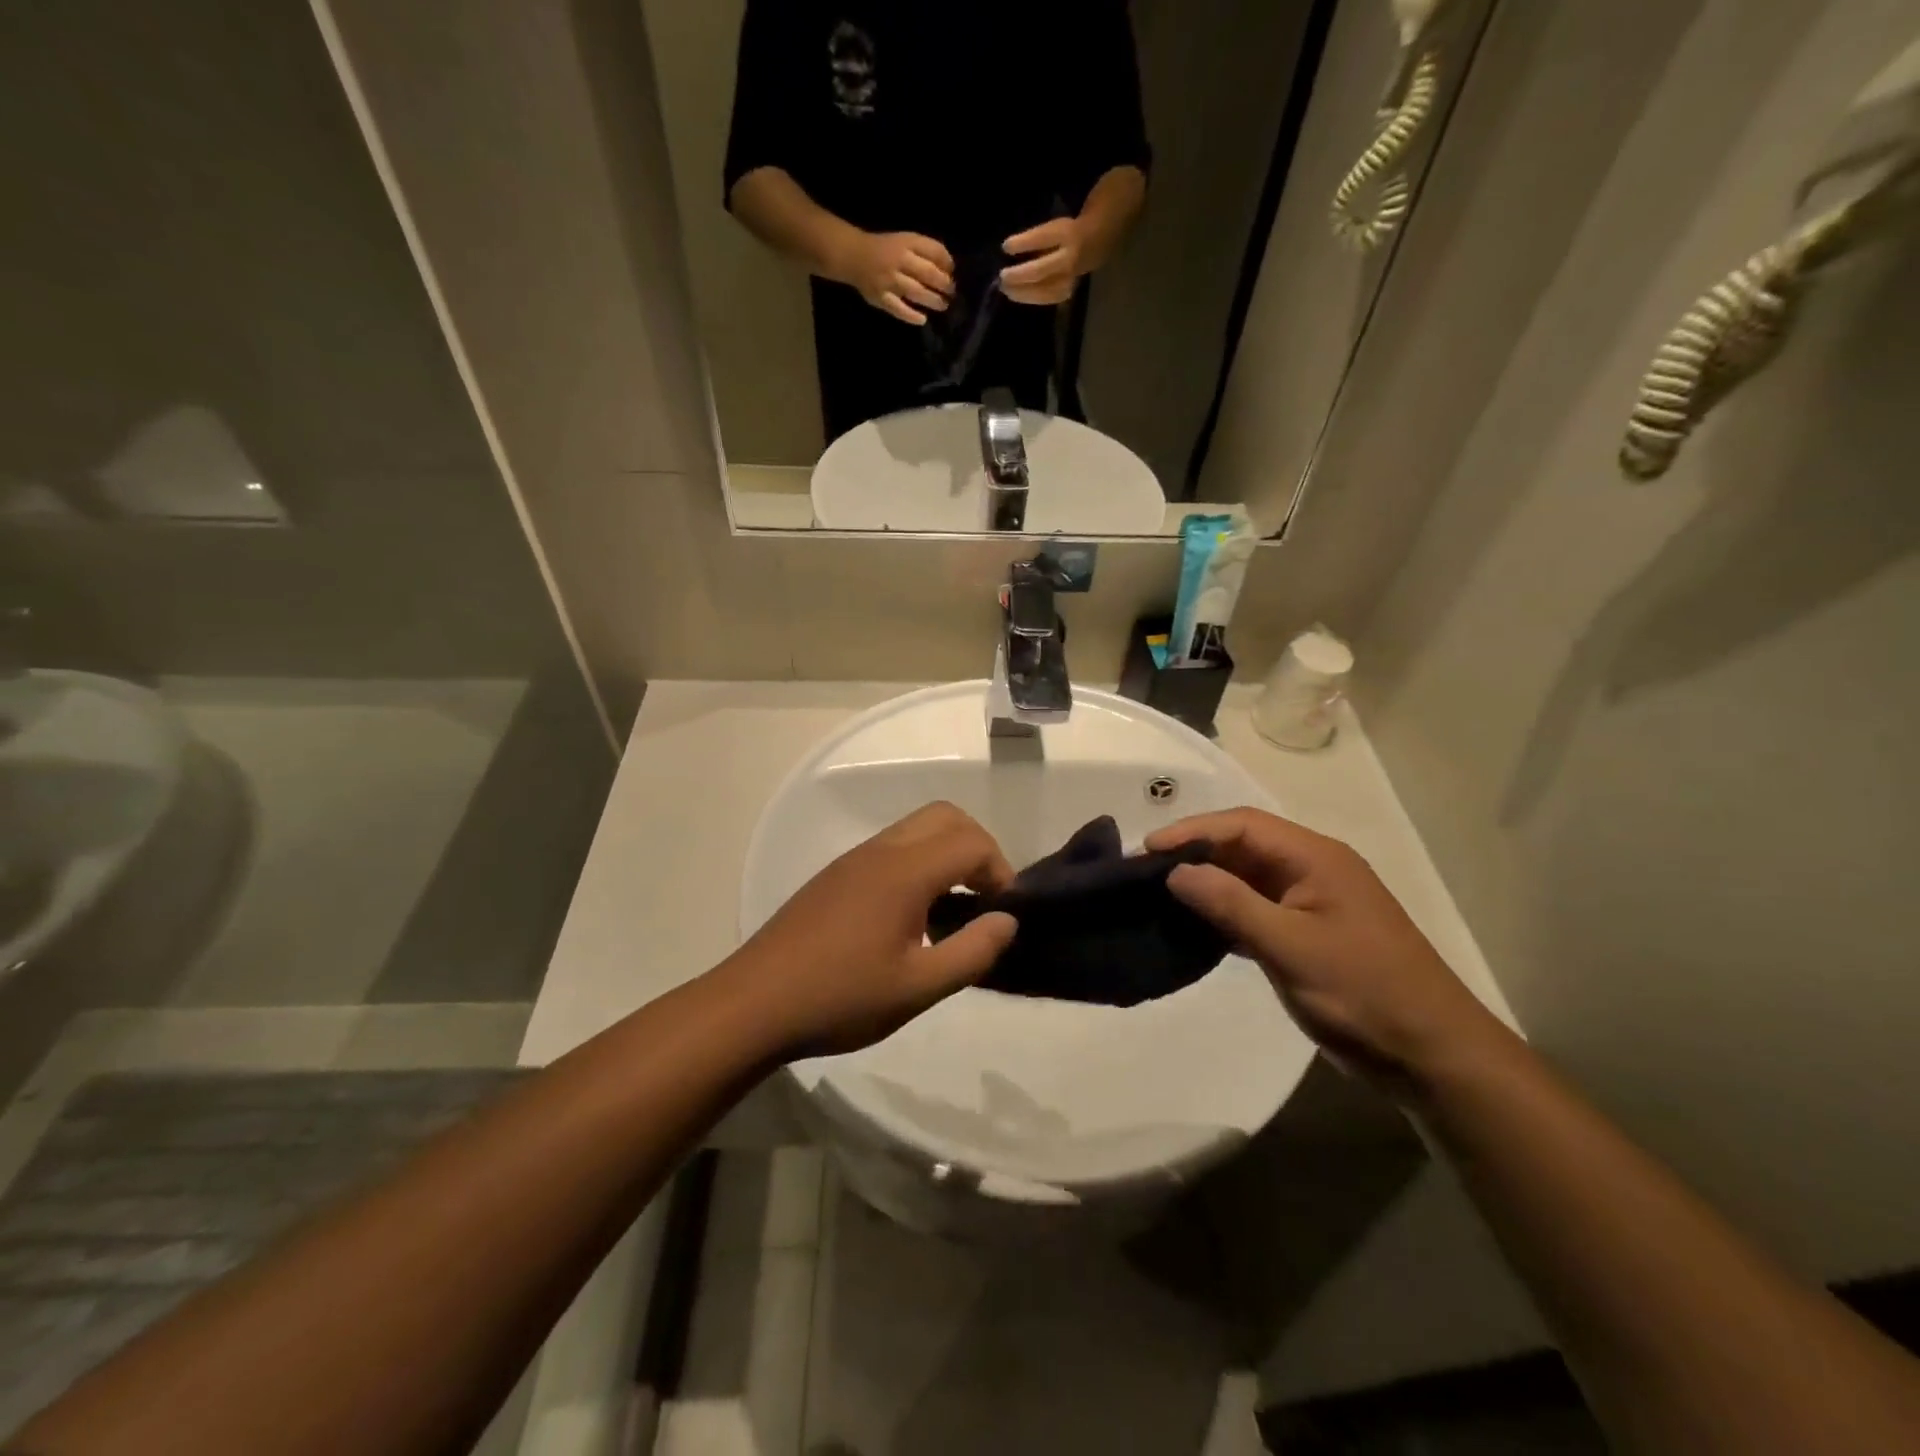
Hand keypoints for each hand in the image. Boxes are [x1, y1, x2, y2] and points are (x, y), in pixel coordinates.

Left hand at [718, 802, 1016, 1059]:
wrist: (754, 1003)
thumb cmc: (840, 998)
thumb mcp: (918, 988)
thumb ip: (972, 952)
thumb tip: (1007, 921)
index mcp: (904, 871)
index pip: (972, 841)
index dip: (1000, 871)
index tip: (1002, 913)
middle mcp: (880, 851)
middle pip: (945, 816)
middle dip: (977, 848)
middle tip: (984, 898)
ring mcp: (854, 859)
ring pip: (916, 828)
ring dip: (946, 853)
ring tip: (951, 910)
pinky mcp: (836, 874)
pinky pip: (892, 847)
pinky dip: (920, 862)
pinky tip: (912, 916)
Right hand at [840, 231, 953, 323]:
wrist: (855, 256)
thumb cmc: (886, 250)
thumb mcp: (906, 241)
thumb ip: (925, 252)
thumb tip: (950, 269)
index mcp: (907, 243)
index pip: (933, 251)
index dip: (947, 263)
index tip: (953, 273)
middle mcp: (899, 260)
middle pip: (927, 273)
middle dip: (943, 284)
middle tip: (952, 292)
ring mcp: (890, 280)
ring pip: (916, 291)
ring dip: (932, 300)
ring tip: (943, 305)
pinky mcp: (881, 298)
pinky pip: (899, 309)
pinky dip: (911, 315)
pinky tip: (922, 319)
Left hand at [1000, 217, 1087, 304]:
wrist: (1092, 246)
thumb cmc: (1063, 235)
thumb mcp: (1051, 228)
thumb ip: (1032, 240)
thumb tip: (1007, 251)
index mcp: (1064, 234)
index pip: (1041, 239)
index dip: (1022, 244)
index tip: (1005, 247)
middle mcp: (1068, 257)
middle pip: (1040, 270)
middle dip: (1019, 275)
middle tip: (1002, 277)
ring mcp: (1069, 278)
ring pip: (1042, 290)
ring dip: (1021, 291)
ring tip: (1005, 289)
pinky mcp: (1066, 293)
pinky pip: (1046, 298)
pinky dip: (1029, 297)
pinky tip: (1016, 295)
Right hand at [1147, 809, 1503, 1097]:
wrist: (1433, 1057)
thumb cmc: (1364, 992)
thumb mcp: (1291, 946)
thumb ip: (1231, 904)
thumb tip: (1176, 871)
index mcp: (1316, 858)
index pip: (1243, 825)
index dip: (1192, 831)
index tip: (1147, 850)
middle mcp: (1313, 870)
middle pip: (1244, 846)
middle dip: (1195, 854)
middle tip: (1144, 871)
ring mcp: (1312, 903)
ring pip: (1248, 878)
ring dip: (1207, 883)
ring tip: (1159, 895)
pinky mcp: (1308, 935)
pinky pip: (1256, 909)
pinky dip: (1224, 911)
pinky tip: (1195, 926)